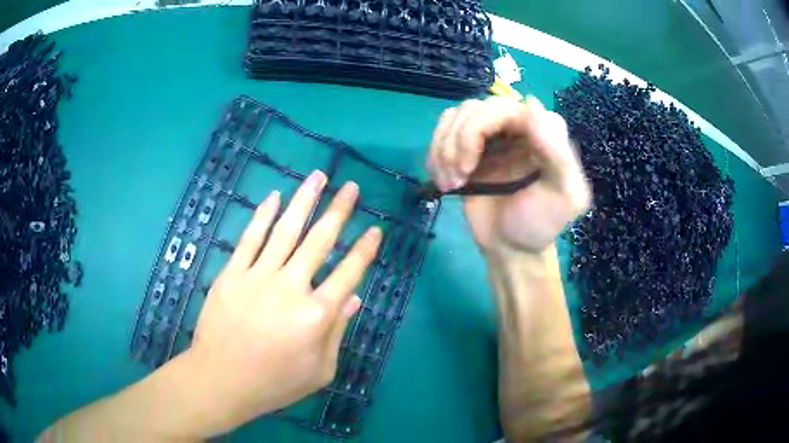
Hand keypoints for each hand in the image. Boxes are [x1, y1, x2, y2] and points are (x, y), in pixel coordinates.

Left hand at [185, 170, 381, 435]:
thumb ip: (337, 332)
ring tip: (318, 177)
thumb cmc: (274, 383)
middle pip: (320, 241)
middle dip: (339, 211)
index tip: (376, 228)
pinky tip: (274, 197)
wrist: (221, 380)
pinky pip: (250, 238)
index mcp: (317, 315)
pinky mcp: (232, 274)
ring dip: (304, 201)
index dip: (364, 249)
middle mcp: (291, 287)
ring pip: (286, 230)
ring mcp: (258, 276)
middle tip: (351, 187)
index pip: (348, 273)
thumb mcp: (319, 370)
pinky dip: (263, 215)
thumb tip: (354, 298)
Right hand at [427, 96, 589, 254]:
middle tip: (458, 179)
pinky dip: (435, 153)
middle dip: (458, 142)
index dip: (477, 129)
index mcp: (543, 129)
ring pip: (455, 115)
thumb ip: (558, 153)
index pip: (502, 107)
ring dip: (444, 149)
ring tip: (451, 183)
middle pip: (474, 108)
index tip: (468, 169)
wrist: (511, 248)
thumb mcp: (565, 196)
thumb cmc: (539, 225)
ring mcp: (491, 133)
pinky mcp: (469, 146)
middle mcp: (516, 123)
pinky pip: (443, 130)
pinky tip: (443, 179)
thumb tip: (531, 105)